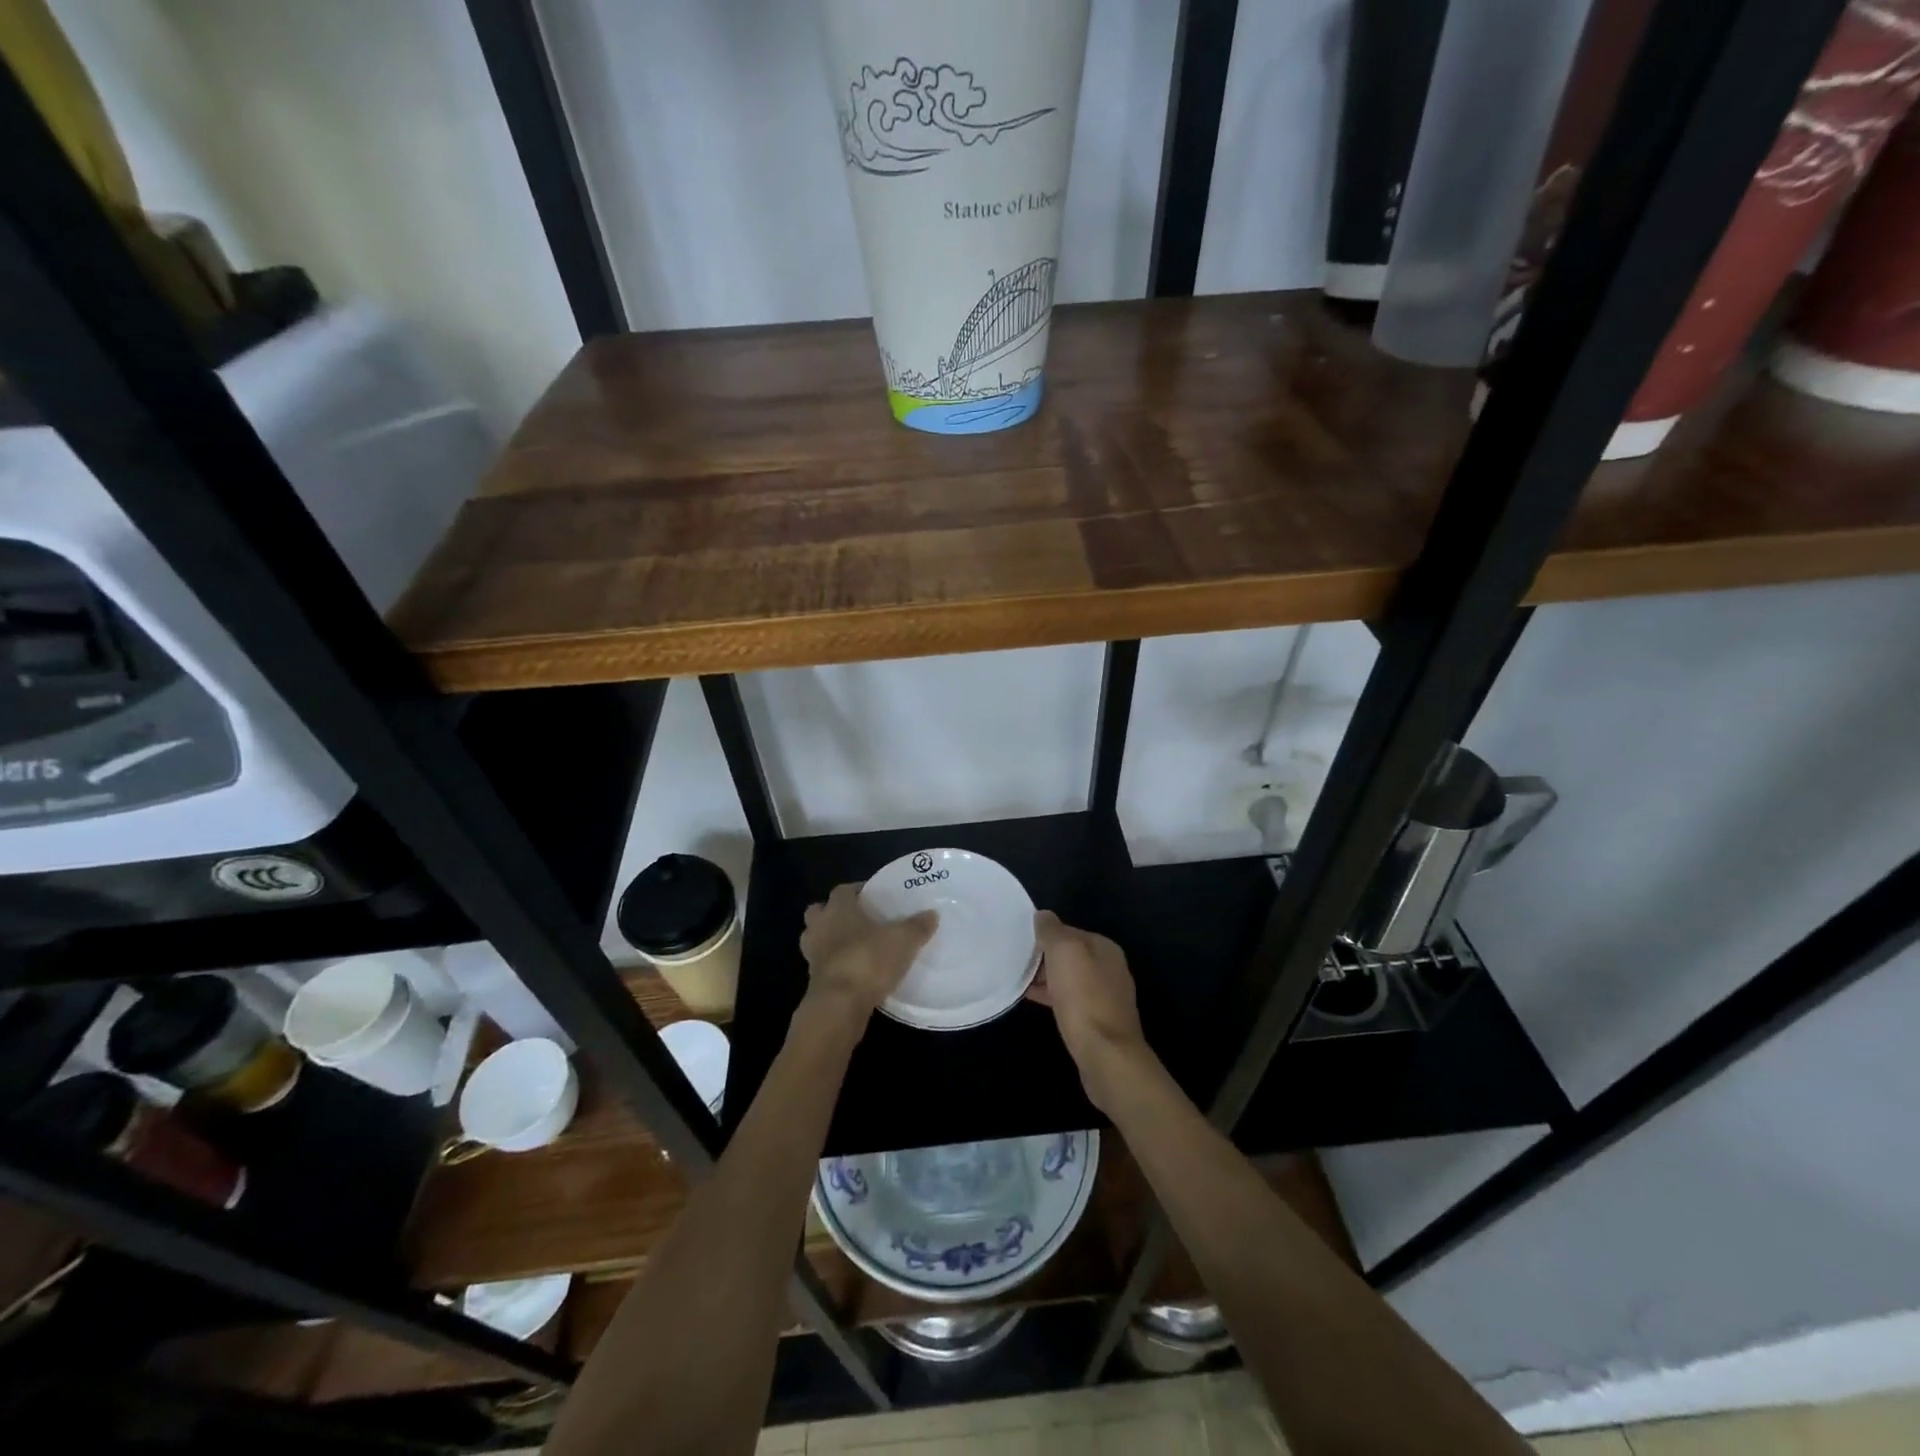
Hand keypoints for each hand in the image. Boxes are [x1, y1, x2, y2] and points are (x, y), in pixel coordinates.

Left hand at [799, 884, 936, 1018]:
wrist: (840, 1005)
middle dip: (833, 913)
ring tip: (854, 946)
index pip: (843, 890)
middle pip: (819, 912)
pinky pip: (821, 964)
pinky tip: (853, 971)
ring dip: (829, 940)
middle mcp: (820, 927)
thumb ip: (918, 926)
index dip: (857, 890)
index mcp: (838, 909)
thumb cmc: (868, 960)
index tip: (874, 896)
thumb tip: (932, 914)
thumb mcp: (903, 941)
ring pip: (815, 938)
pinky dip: (834, 965)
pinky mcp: (813, 981)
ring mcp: (812, 955)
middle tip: (857, 919)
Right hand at [1026, 911, 1150, 1112]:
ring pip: (1068, 979)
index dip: (1044, 934)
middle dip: (1044, 957)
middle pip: (1069, 955)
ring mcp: (1106, 996)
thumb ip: (1052, 930)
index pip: (1069, 930)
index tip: (1020, 941)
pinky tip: (1031, 1000)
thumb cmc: (1084, 997)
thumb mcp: (1064, 952)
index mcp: (1105, 947)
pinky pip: (1069, 1000)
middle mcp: (1110, 968)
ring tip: (1017, 980)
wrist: (1106, 1055)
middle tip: (1015, 961)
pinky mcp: (1097, 1021)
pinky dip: (1051, 997)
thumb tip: (1043, 915)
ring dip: (1045, 978)